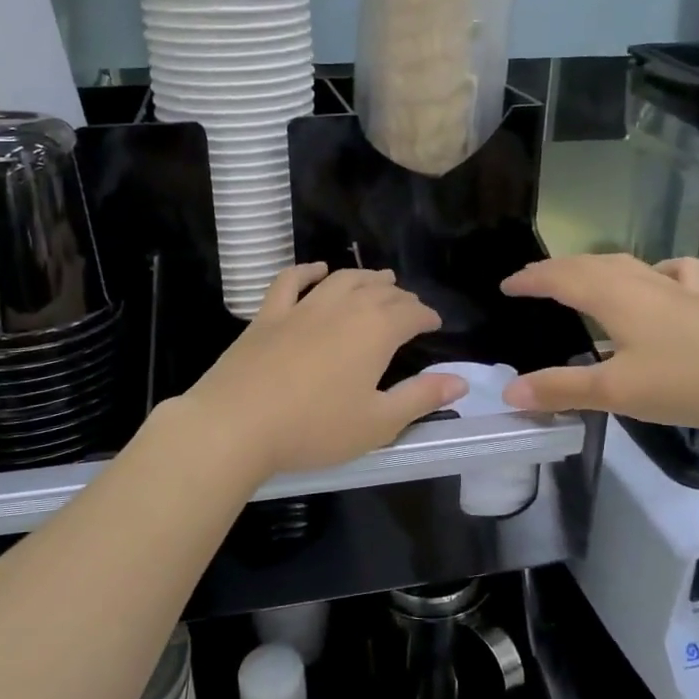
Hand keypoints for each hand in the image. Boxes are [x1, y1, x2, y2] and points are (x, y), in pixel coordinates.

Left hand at [182, 264, 466, 479]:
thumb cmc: (314, 428)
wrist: (237, 424)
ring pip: (342, 280)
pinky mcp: (268, 315)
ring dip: (365, 277)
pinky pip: (291, 281)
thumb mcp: (378, 423)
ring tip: (379, 280)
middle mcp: (342, 308)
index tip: (434, 324)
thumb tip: (461, 380)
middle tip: (409, 305)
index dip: (426, 316)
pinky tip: (317, 270)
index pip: (410, 313)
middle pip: (379, 291)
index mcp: (375, 332)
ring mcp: (302, 307)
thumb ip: (421, 398)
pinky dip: (308, 271)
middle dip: (400, 296)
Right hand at [498, 254, 698, 434]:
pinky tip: (656, 282)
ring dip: (594, 268)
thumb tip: (510, 390)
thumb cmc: (686, 383)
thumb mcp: (615, 391)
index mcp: (614, 296)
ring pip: (626, 265)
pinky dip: (652, 271)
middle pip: (589, 265)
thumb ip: (561, 388)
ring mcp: (677, 289)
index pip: (560, 277)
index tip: (506, 285)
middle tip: (531, 281)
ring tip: (579, 279)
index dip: (530, 279)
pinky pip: (671, 273)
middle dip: (556, 270)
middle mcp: (642, 282)